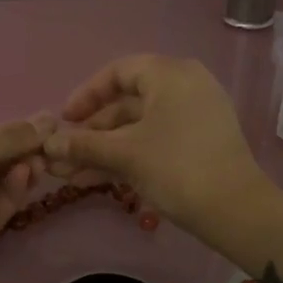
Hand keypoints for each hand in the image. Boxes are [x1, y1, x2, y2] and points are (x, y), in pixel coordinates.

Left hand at [0, 116, 54, 277]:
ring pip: (1, 189)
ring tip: (39, 162)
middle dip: (23, 155)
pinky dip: (12, 194)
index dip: (17, 135)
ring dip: (21, 174)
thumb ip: (12, 136)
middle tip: (50, 149)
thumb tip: (50, 119)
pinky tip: (24, 176)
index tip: (49, 130)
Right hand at [42, 55, 272, 234]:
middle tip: (65, 154)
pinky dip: (129, 155)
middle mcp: (185, 86)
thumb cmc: (176, 168)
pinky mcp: (200, 143)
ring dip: (105, 148)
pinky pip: (156, 140)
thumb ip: (84, 145)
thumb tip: (47, 146)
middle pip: (127, 102)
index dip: (86, 95)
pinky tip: (99, 178)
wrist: (234, 209)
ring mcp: (196, 115)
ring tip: (72, 173)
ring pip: (139, 126)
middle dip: (92, 131)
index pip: (118, 72)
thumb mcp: (125, 154)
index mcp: (170, 74)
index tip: (64, 121)